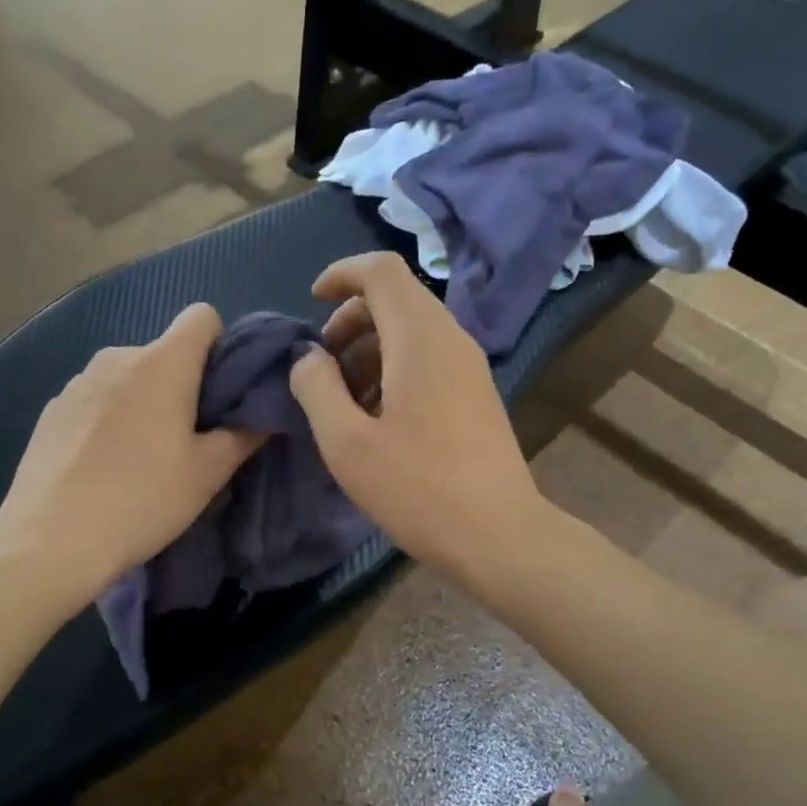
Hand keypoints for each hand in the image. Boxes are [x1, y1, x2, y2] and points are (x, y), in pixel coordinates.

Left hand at [0, 304, 262, 599]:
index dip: (220, 346)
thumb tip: (261, 414)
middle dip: (182, 384)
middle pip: (164, 352)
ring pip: (128, 377)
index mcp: (162, 363)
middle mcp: (118, 356)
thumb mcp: (207, 474)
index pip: (202, 316)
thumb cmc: (142, 500)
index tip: (220, 394)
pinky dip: (109, 418)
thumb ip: (243, 434)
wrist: (50, 539)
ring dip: (143, 402)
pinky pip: (96, 399)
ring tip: (140, 458)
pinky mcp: (52, 408)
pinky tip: (102, 466)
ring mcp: (78, 381)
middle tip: (187, 441)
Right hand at [288, 252, 548, 580]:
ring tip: (344, 400)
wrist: (498, 535)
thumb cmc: (418, 489)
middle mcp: (451, 340)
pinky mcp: (476, 394)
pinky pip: (429, 358)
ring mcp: (470, 367)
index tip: (311, 303)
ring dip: (370, 348)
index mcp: (420, 339)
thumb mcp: (346, 444)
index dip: (341, 274)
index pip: (382, 270)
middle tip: (323, 365)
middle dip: (350, 319)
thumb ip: (316, 389)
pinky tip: (378, 418)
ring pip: (413, 330)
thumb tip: (308, 358)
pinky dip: (394, 368)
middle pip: (397, 298)